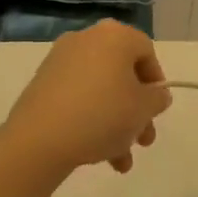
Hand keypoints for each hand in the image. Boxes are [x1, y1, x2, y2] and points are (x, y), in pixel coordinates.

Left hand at [2, 20, 170, 176]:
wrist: (39, 139)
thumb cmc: (102, 114)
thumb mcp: (143, 109)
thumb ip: (158, 98)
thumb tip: (156, 94)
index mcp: (115, 35)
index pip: (146, 51)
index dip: (156, 82)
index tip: (156, 110)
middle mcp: (87, 39)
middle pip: (123, 74)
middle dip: (136, 111)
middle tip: (142, 141)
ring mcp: (61, 60)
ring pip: (101, 90)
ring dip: (116, 123)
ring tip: (121, 160)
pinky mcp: (43, 83)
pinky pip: (78, 97)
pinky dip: (91, 119)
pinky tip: (99, 155)